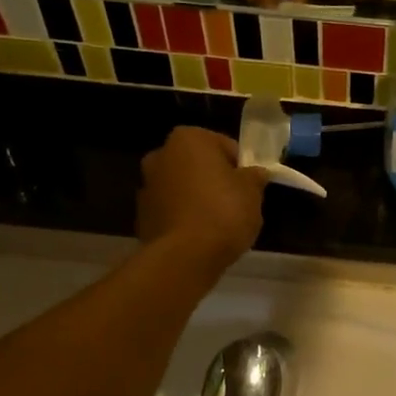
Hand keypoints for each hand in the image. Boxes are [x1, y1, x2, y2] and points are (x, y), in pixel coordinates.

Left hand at [138, 128, 268, 272]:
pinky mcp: (141, 215)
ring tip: (217, 224)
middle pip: (199, 165)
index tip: (249, 187)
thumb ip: (254, 176)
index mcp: (189, 138)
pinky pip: (172, 210)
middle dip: (214, 179)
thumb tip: (254, 174)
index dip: (241, 167)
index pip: (225, 146)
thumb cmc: (223, 212)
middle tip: (235, 203)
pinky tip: (199, 236)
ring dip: (197, 198)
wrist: (184, 257)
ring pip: (183, 187)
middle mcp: (161, 154)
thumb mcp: (252, 191)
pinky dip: (184, 217)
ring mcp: (146, 186)